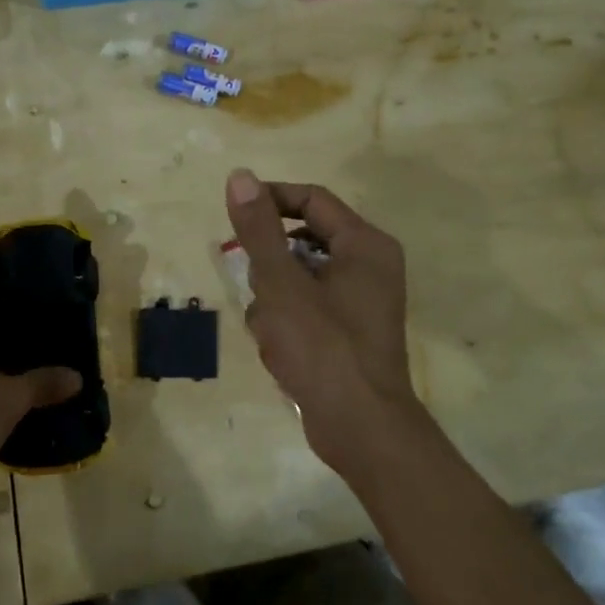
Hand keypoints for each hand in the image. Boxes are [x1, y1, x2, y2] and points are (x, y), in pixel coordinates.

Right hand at [225, 168, 429, 473]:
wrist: (360, 429)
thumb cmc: (321, 348)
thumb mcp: (280, 283)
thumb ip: (259, 228)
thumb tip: (240, 175)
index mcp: (365, 244)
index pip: (311, 199)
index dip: (270, 200)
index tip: (233, 217)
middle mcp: (370, 266)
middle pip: (304, 239)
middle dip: (270, 264)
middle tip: (253, 285)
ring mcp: (362, 301)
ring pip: (300, 277)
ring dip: (273, 298)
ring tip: (269, 329)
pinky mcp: (350, 332)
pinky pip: (308, 307)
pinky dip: (287, 322)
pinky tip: (277, 350)